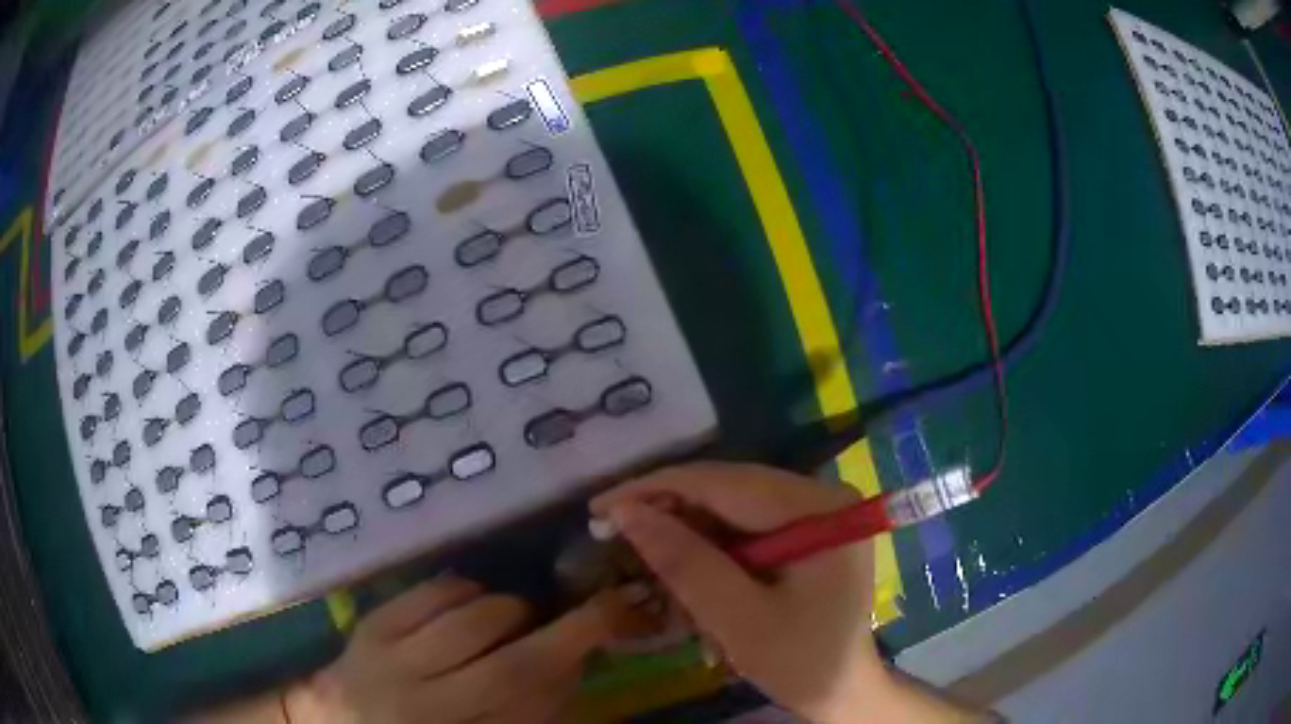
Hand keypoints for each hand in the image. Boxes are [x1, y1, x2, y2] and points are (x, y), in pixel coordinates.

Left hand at [285, 577, 622, 723]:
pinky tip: (471, 602)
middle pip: (510, 667)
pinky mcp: (370, 628)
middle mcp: (428, 710)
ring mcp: (391, 664)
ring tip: (513, 617)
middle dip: (563, 631)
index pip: (535, 704)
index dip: (580, 662)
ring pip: (469, 622)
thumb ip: (533, 711)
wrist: (342, 721)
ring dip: (508, 610)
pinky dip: (463, 590)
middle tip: (586, 611)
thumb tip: (574, 661)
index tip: (617, 622)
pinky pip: (428, 594)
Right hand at [592, 462, 986, 723]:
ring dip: (687, 541)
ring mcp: (814, 512)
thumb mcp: (738, 619)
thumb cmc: (800, 661)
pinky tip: (690, 583)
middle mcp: (820, 496)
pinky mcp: (805, 532)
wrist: (843, 690)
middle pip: (726, 491)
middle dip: (670, 517)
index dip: (656, 489)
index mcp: (818, 508)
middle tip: (614, 537)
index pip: (725, 481)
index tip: (601, 506)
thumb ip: (685, 563)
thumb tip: (626, 511)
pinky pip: (744, 529)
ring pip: (729, 510)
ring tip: (652, 570)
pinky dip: (710, 554)